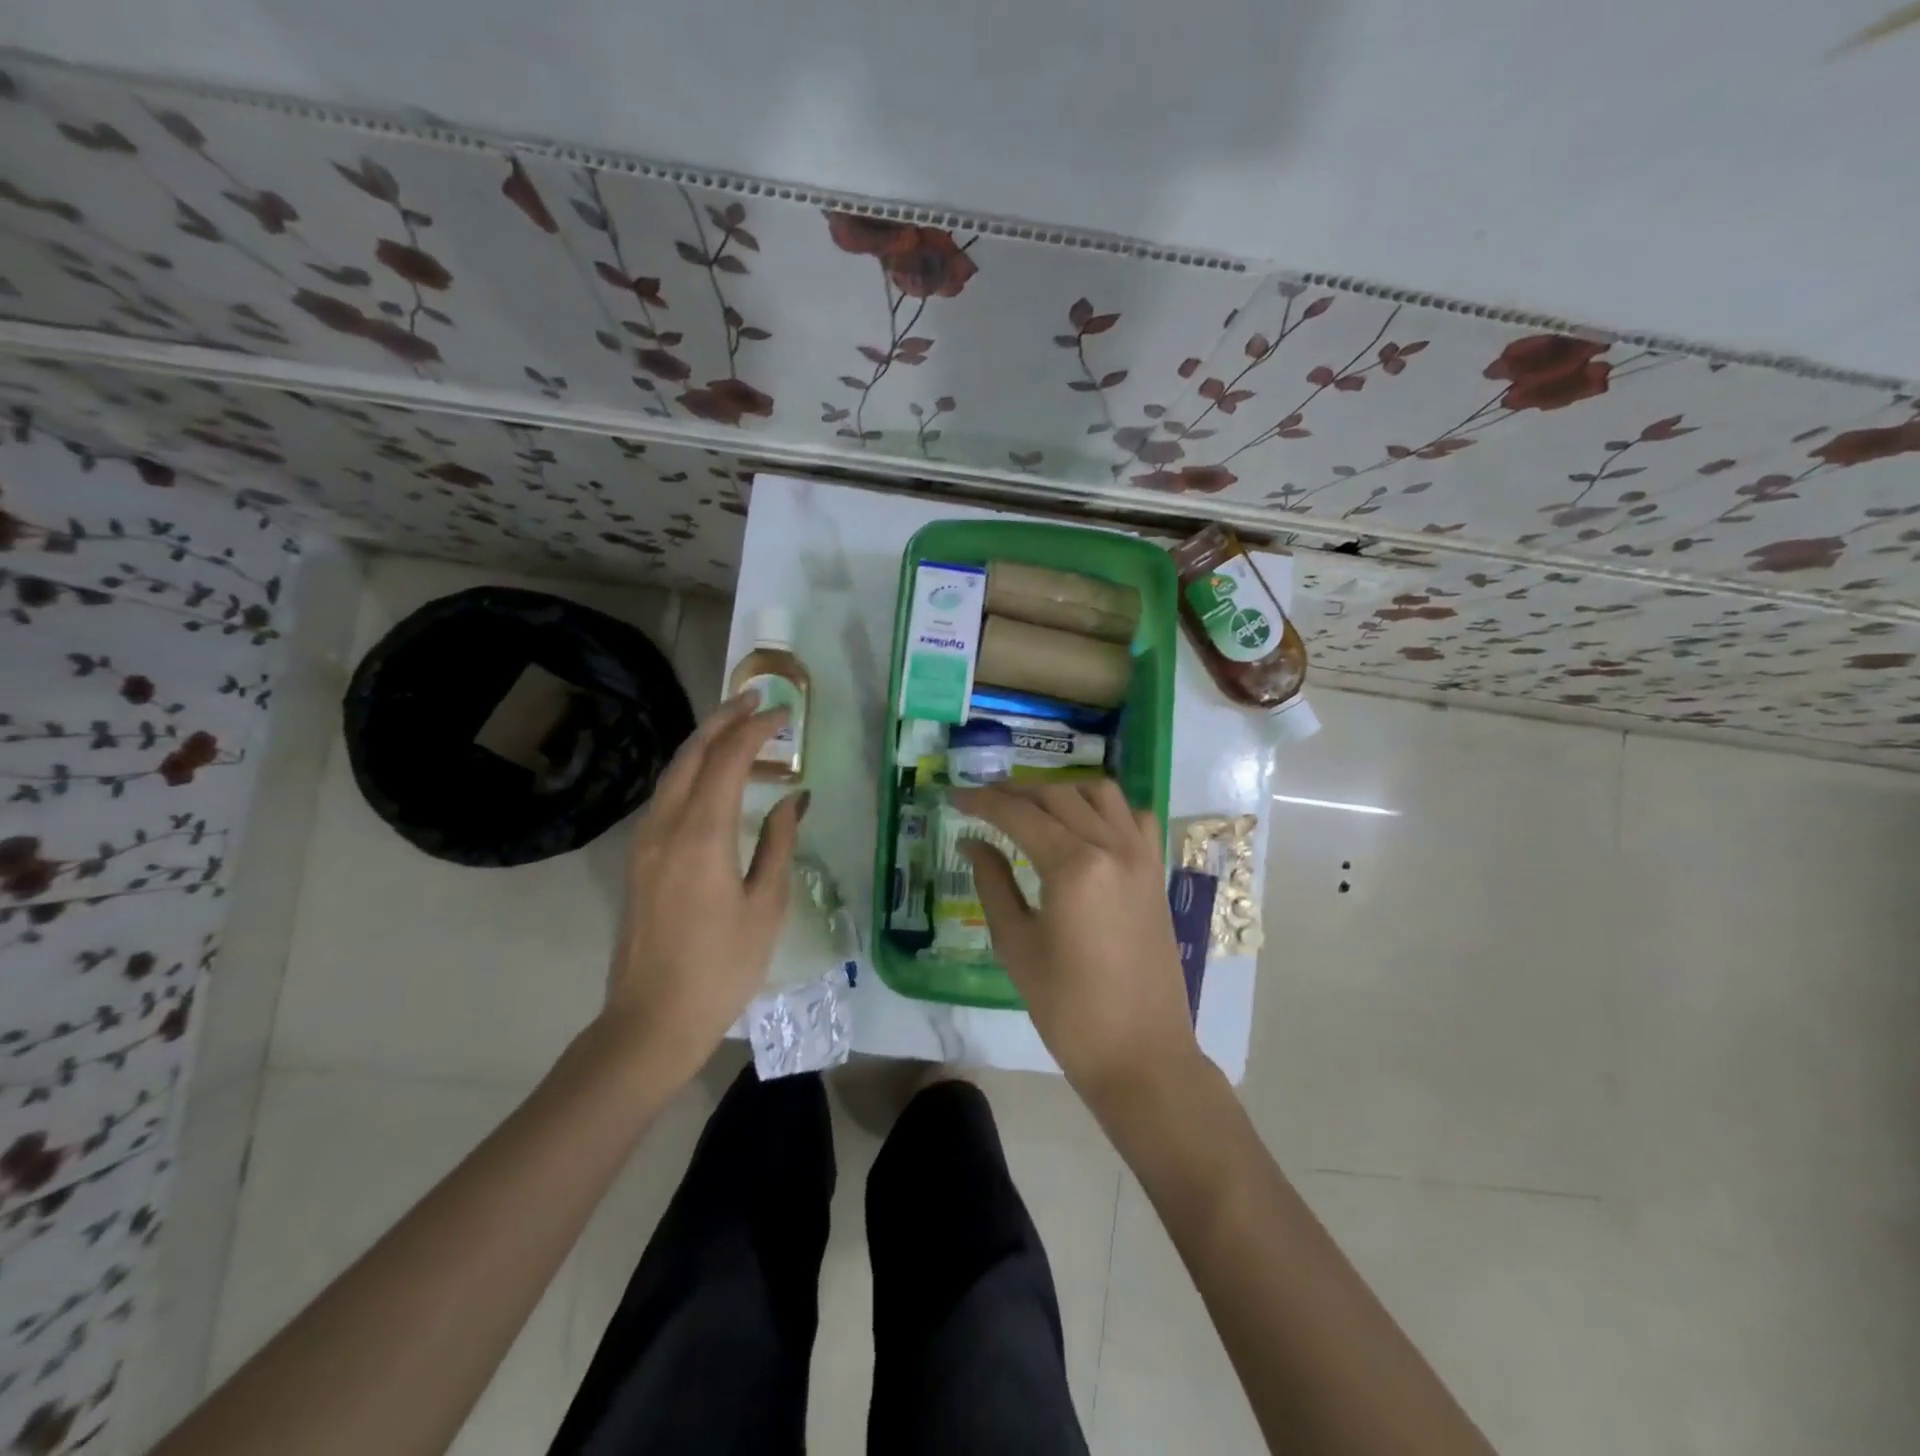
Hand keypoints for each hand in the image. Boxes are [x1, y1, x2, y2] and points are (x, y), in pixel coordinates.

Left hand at [601, 694, 807, 1087]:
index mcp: (702, 835)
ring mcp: (645, 841)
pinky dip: (690, 770)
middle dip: (722, 719)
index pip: (728, 760)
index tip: (783, 714)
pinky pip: (665, 795)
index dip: (756, 730)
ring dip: (703, 742)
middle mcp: (666, 826)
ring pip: (672, 772)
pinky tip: (710, 776)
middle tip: (754, 699)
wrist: (652, 1020)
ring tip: (735, 726)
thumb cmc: (722, 967)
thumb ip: (778, 844)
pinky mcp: (638, 859)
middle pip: (691, 754)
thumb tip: (794, 800)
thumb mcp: (765, 906)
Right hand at [954, 781, 1198, 1104]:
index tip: (954, 797)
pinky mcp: (1156, 872)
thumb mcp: (1017, 945)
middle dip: (1014, 792)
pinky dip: (1105, 808)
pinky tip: (1085, 825)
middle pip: (1057, 795)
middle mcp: (1112, 846)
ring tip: (1030, 807)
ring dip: (1060, 791)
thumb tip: (972, 842)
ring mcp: (1141, 856)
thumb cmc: (1068, 1009)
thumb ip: (993, 883)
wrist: (1141, 1053)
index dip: (982, 802)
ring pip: (1099, 793)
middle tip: (982, 802)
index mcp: (1074, 866)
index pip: (1019, 814)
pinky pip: (1133, 817)